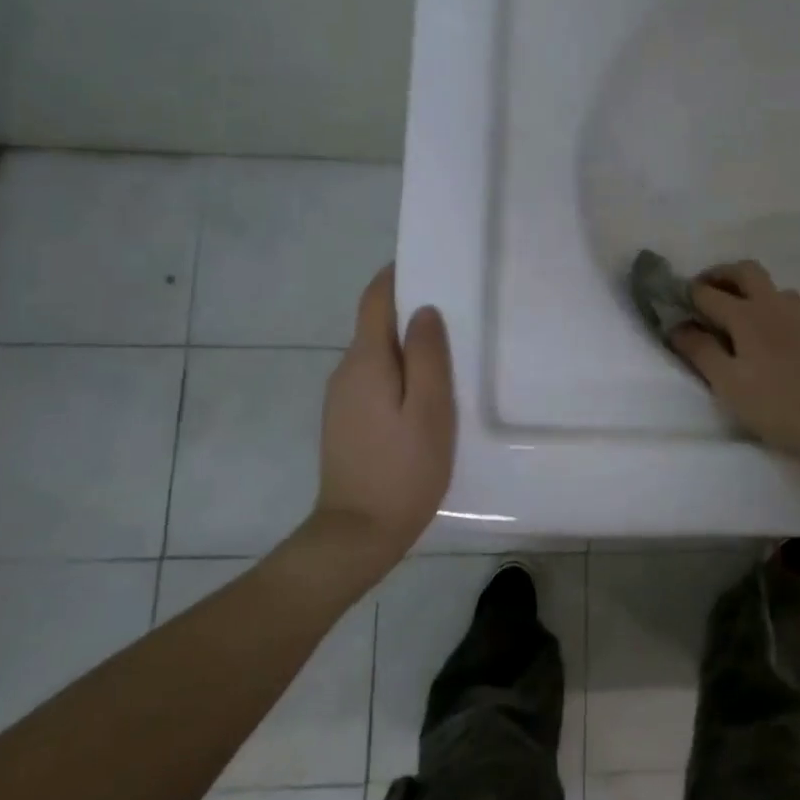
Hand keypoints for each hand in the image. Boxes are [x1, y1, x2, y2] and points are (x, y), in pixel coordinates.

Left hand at [306, 266, 455, 570]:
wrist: (357, 534)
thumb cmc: (403, 469)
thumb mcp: (430, 411)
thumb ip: (428, 356)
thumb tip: (424, 311)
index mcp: (366, 361)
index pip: (375, 299)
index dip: (398, 276)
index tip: (431, 265)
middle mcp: (346, 372)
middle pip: (376, 325)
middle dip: (411, 312)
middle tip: (458, 312)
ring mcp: (341, 399)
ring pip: (377, 355)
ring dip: (408, 346)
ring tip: (451, 354)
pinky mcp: (346, 422)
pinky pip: (375, 380)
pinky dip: (400, 372)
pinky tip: (427, 394)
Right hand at [668, 260, 799, 464]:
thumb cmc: (773, 403)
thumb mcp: (727, 382)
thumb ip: (700, 351)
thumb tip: (677, 326)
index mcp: (746, 314)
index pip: (709, 294)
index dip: (688, 295)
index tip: (673, 302)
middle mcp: (772, 304)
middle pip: (745, 271)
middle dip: (720, 275)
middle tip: (703, 292)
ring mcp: (797, 315)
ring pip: (770, 284)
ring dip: (747, 287)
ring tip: (733, 310)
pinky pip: (785, 302)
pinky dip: (767, 303)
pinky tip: (763, 330)